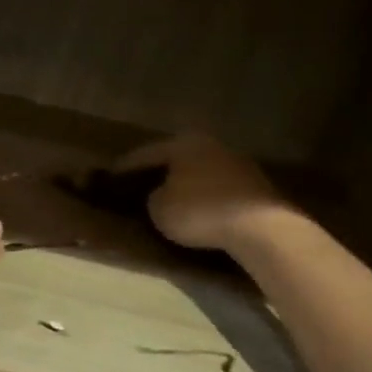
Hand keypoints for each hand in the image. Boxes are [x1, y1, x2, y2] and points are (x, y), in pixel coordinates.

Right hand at [115, 133, 285, 251]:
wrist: (261, 228)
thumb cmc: (199, 212)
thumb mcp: (159, 209)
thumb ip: (153, 197)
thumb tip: (161, 195)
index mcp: (183, 143)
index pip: (145, 154)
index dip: (125, 167)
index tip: (110, 176)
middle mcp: (211, 145)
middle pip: (176, 158)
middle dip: (159, 172)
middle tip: (140, 185)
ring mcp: (237, 163)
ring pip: (199, 172)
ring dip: (185, 184)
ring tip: (169, 199)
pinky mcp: (256, 186)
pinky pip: (219, 188)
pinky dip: (205, 196)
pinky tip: (198, 210)